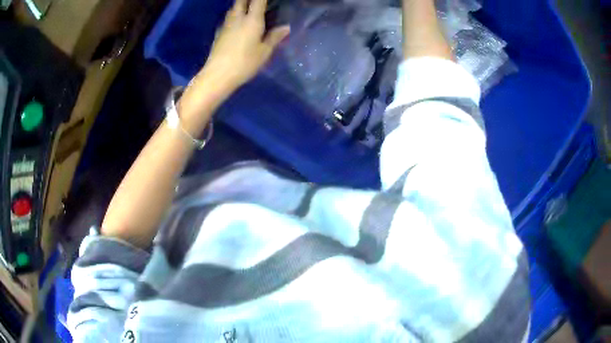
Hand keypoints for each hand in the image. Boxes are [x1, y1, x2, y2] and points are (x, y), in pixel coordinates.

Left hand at [199, 0, 289, 90]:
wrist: (217, 75)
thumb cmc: (244, 63)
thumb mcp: (264, 52)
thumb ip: (274, 37)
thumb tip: (286, 27)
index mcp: (252, 20)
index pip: (258, 0)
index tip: (267, 1)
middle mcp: (237, 18)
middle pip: (241, 1)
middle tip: (256, 3)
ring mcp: (225, 25)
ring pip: (232, 9)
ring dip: (240, 5)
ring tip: (248, 9)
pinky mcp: (218, 34)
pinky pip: (227, 19)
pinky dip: (233, 17)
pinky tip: (236, 24)